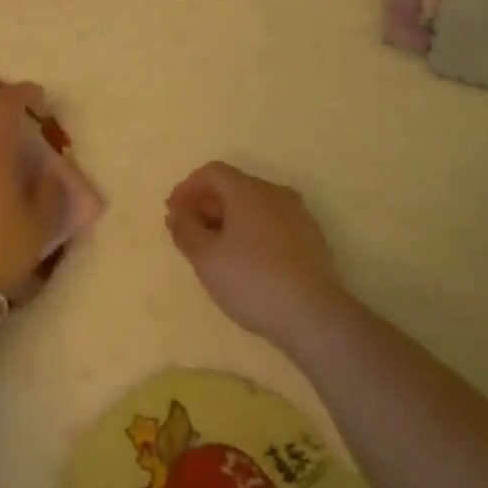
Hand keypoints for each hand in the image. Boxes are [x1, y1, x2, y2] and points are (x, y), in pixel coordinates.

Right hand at [165, 162, 348, 348]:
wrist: (314, 314)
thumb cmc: (252, 279)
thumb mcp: (206, 258)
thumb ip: (186, 231)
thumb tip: (177, 214)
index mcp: (247, 190)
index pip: (212, 172)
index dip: (188, 187)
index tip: (173, 211)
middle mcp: (274, 193)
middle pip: (234, 186)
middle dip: (208, 204)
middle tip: (190, 231)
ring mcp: (298, 214)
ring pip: (255, 206)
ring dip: (230, 219)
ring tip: (217, 248)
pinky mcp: (312, 239)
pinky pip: (273, 223)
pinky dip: (253, 231)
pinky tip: (248, 260)